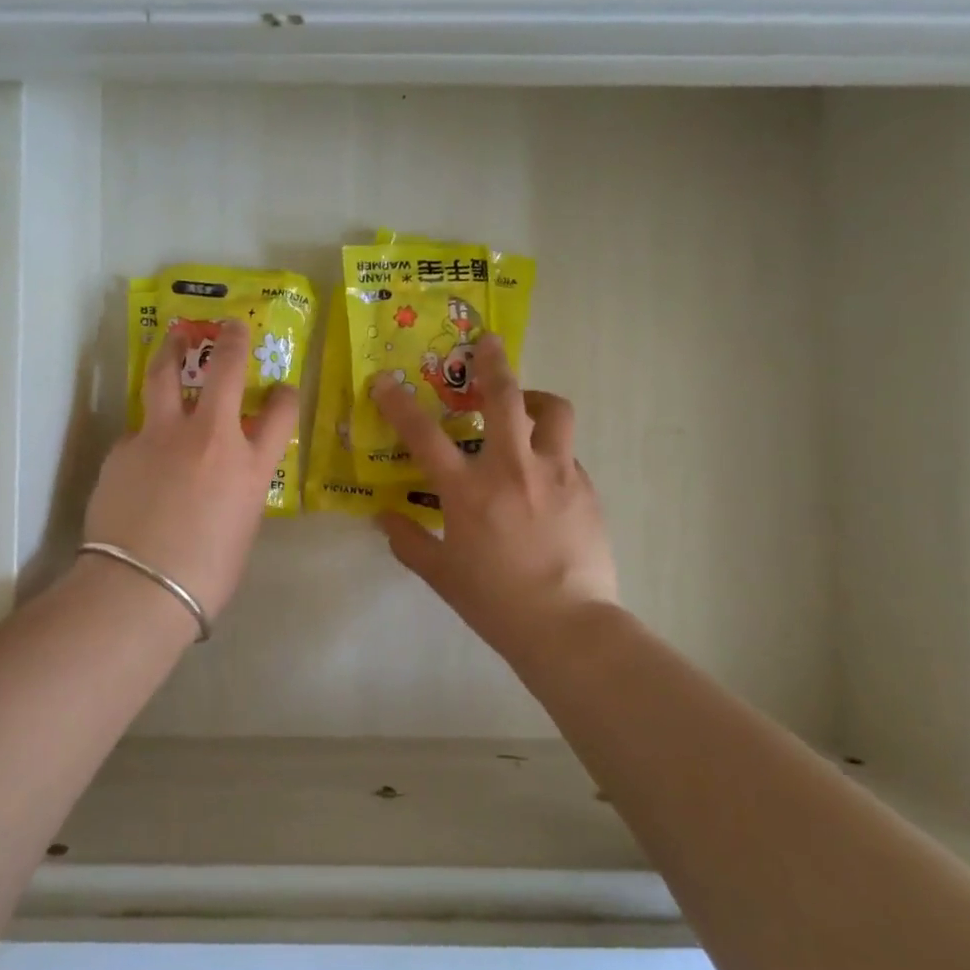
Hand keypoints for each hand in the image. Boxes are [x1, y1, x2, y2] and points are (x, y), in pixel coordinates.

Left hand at [83, 319, 298, 622]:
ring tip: (172, 340)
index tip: (282, 389)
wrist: (141, 587)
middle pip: (224, 371)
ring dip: (171, 353)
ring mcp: (161, 437)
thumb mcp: (240, 530)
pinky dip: (144, 437)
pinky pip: (137, 433)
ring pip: (165, 378)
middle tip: (230, 326)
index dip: (285, 396)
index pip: (280, 414)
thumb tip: (223, 482)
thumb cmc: (205, 576)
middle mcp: (208, 438)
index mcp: (249, 466)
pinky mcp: (123, 448)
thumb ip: (237, 493)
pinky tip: (139, 457)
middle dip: (231, 342)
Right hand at [373, 335, 616, 669]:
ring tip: (526, 407)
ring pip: (553, 412)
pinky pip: (567, 454)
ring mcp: (555, 474)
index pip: (423, 434)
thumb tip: (384, 517)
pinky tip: (544, 474)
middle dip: (492, 362)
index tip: (385, 379)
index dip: (399, 402)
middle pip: (503, 397)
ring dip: (536, 400)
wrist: (567, 626)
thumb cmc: (495, 602)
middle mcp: (511, 469)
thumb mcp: (441, 574)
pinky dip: (551, 451)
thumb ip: (408, 540)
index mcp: (467, 491)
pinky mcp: (585, 488)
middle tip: (487, 343)